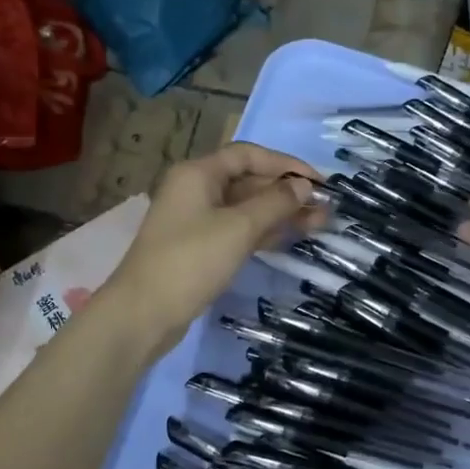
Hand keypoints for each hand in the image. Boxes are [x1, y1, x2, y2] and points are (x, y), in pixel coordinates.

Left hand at [101, 143, 324, 358]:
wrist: (144, 314)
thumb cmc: (191, 260)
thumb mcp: (239, 227)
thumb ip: (275, 202)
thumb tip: (304, 186)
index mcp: (199, 173)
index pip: (249, 155)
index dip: (286, 164)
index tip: (319, 182)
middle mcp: (196, 190)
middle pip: (249, 181)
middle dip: (287, 192)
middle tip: (326, 209)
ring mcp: (197, 220)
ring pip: (246, 208)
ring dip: (280, 213)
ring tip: (319, 224)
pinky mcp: (200, 248)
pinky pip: (238, 230)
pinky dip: (264, 232)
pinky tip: (291, 239)